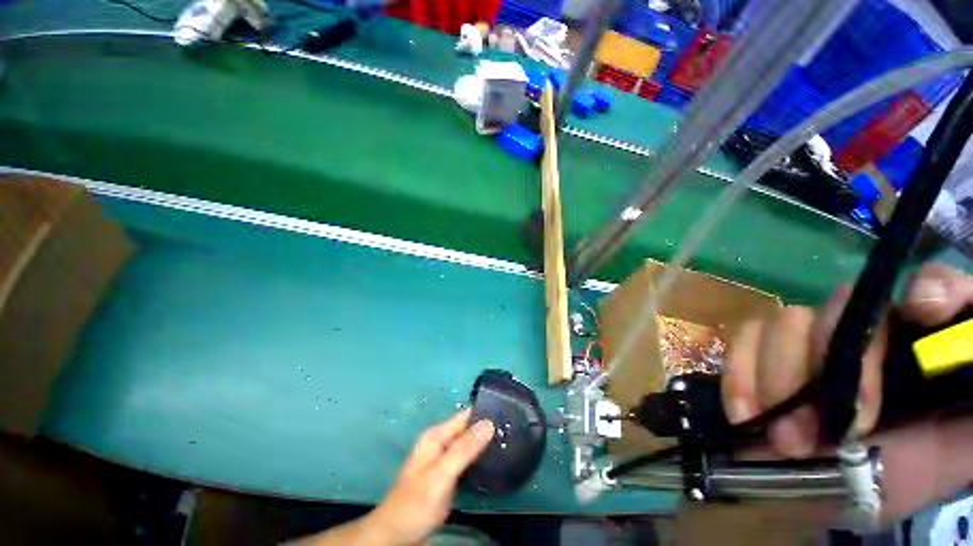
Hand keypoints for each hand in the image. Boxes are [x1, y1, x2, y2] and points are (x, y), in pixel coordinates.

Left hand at [293, 409, 493, 545]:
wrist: (396, 534)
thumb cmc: (415, 503)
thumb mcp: (440, 475)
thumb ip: (463, 450)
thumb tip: (489, 423)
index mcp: (437, 435)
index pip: (466, 415)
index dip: (485, 411)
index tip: (509, 411)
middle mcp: (441, 441)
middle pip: (469, 427)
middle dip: (489, 426)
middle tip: (514, 428)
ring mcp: (445, 457)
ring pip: (470, 442)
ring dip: (487, 441)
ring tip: (511, 439)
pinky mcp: (449, 471)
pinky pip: (468, 456)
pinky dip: (481, 455)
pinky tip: (496, 458)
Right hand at [722, 263, 972, 519]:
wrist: (829, 493)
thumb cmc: (900, 473)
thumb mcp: (958, 445)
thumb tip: (952, 328)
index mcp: (920, 343)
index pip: (934, 283)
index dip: (931, 288)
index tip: (923, 314)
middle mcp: (864, 329)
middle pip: (842, 303)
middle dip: (832, 366)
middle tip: (830, 432)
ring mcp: (805, 339)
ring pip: (785, 321)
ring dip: (780, 381)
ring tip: (786, 438)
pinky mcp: (758, 352)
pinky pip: (741, 339)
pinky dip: (740, 377)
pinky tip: (747, 414)